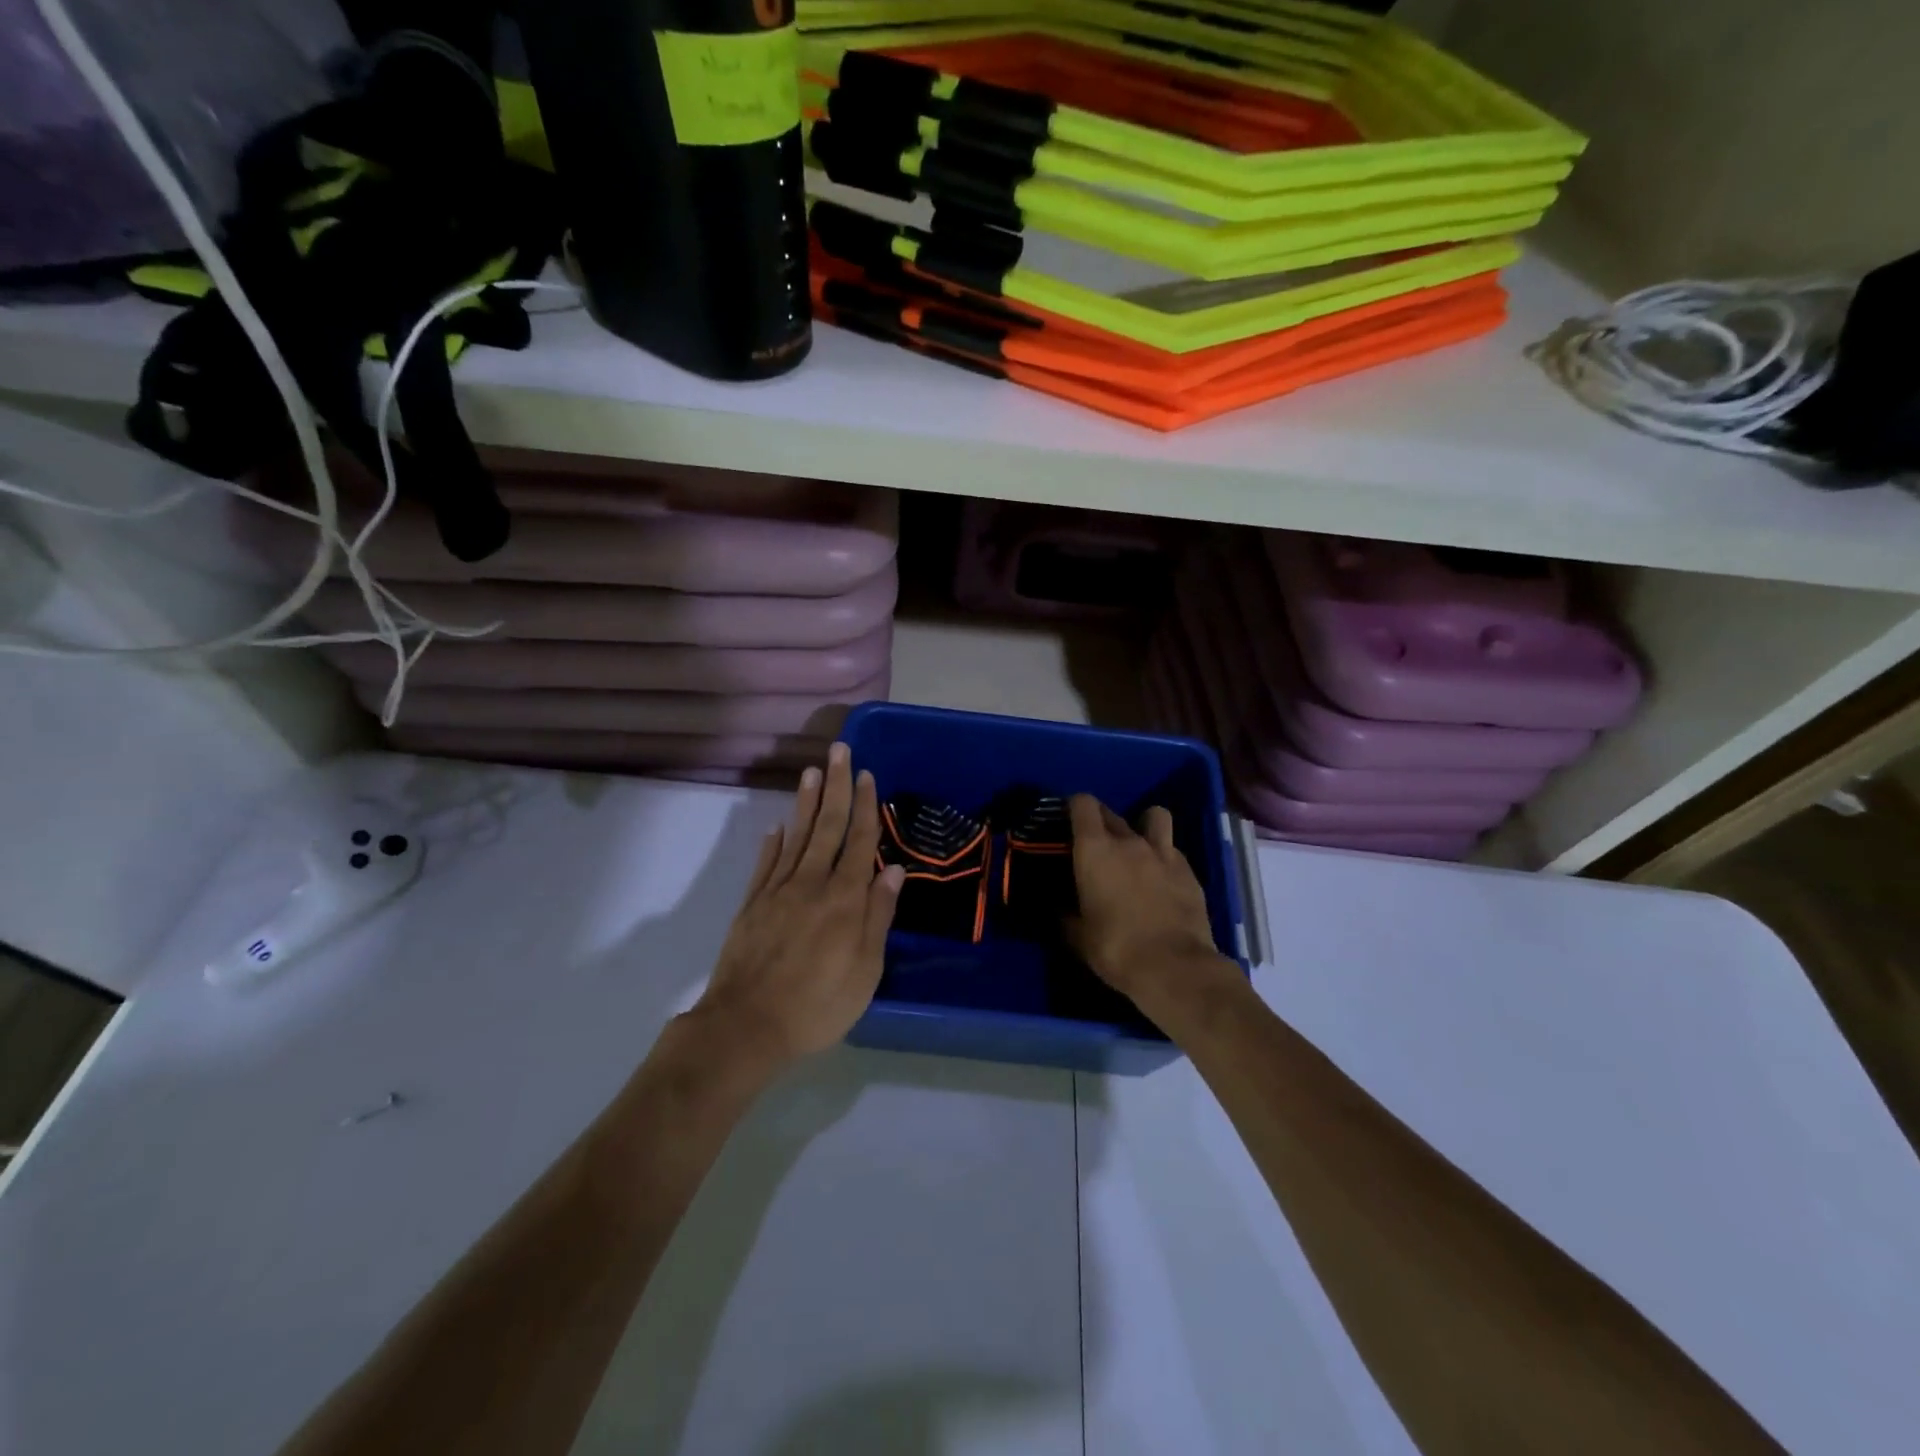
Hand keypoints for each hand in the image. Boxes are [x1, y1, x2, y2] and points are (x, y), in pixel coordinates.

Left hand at [689, 743, 905, 1070]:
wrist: (746, 1026)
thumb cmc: (818, 1005)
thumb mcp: (865, 970)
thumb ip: (878, 917)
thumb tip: (894, 871)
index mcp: (845, 898)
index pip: (859, 841)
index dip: (865, 806)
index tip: (868, 775)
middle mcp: (812, 883)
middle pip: (828, 826)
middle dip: (837, 786)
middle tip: (840, 750)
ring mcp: (778, 891)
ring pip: (796, 835)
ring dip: (807, 801)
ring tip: (813, 771)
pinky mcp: (752, 904)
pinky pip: (766, 863)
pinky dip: (774, 841)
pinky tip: (780, 825)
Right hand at [1067, 795, 1241, 1025]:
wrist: (1175, 967)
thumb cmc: (1116, 949)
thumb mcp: (1078, 936)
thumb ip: (1066, 914)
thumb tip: (1059, 909)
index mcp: (1095, 850)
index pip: (1082, 804)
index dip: (1074, 806)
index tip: (1067, 820)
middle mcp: (1129, 841)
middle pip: (1111, 812)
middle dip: (1100, 820)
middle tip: (1095, 843)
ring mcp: (1164, 853)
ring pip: (1155, 817)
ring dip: (1144, 824)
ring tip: (1138, 845)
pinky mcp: (1189, 871)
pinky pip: (1173, 850)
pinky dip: (1164, 857)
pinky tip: (1161, 878)